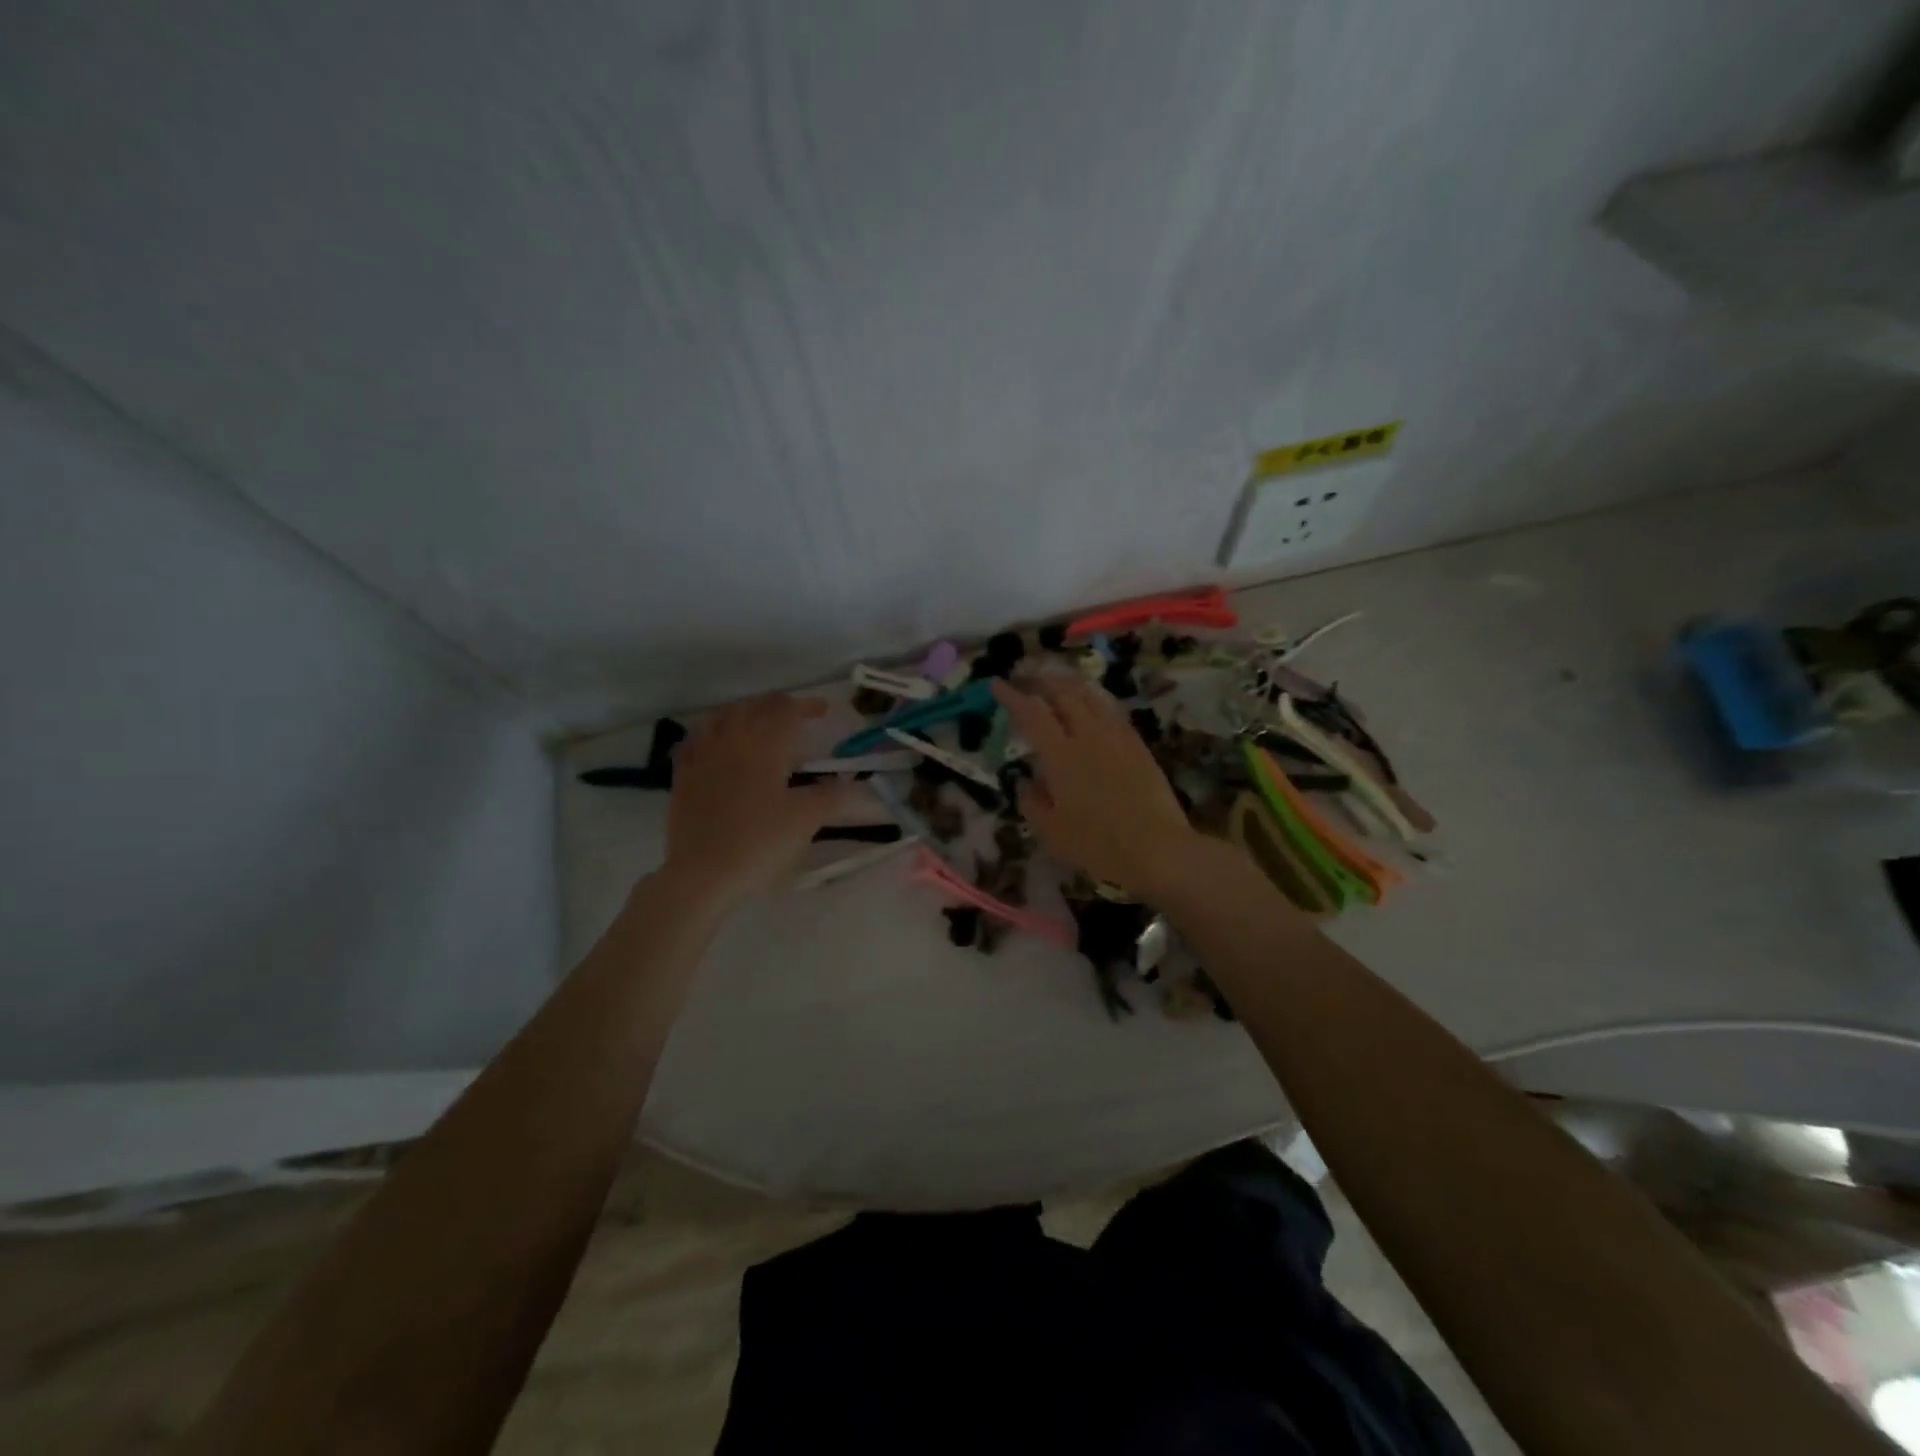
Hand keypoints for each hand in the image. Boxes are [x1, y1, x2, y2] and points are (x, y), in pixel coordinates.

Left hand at [662, 694, 852, 909]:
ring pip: (723, 716)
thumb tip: (848, 782)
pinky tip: (717, 743)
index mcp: (764, 744)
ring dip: (746, 712)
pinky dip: (713, 731)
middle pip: (755, 706)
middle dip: (778, 705)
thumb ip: (831, 795)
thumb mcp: (806, 820)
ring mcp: (702, 755)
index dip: (808, 706)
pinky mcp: (683, 775)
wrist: (704, 873)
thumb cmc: (760, 842)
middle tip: (796, 716)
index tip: (824, 711)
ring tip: (758, 723)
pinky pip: (696, 738)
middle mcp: (732, 739)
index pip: (787, 710)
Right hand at [991, 675, 1204, 897]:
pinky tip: (1093, 704)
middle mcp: (1088, 736)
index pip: (1031, 713)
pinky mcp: (1138, 745)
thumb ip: (1031, 802)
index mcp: (1061, 755)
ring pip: (1091, 696)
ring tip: (1056, 682)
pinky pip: (1112, 710)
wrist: (1158, 848)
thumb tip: (1025, 782)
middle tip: (1026, 679)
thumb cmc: (1098, 844)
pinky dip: (1095, 699)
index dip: (1012, 696)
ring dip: (1069, 684)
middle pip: (1063, 693)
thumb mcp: (1051, 832)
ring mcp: (1117, 737)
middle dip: (1040, 681)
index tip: (997, 685)